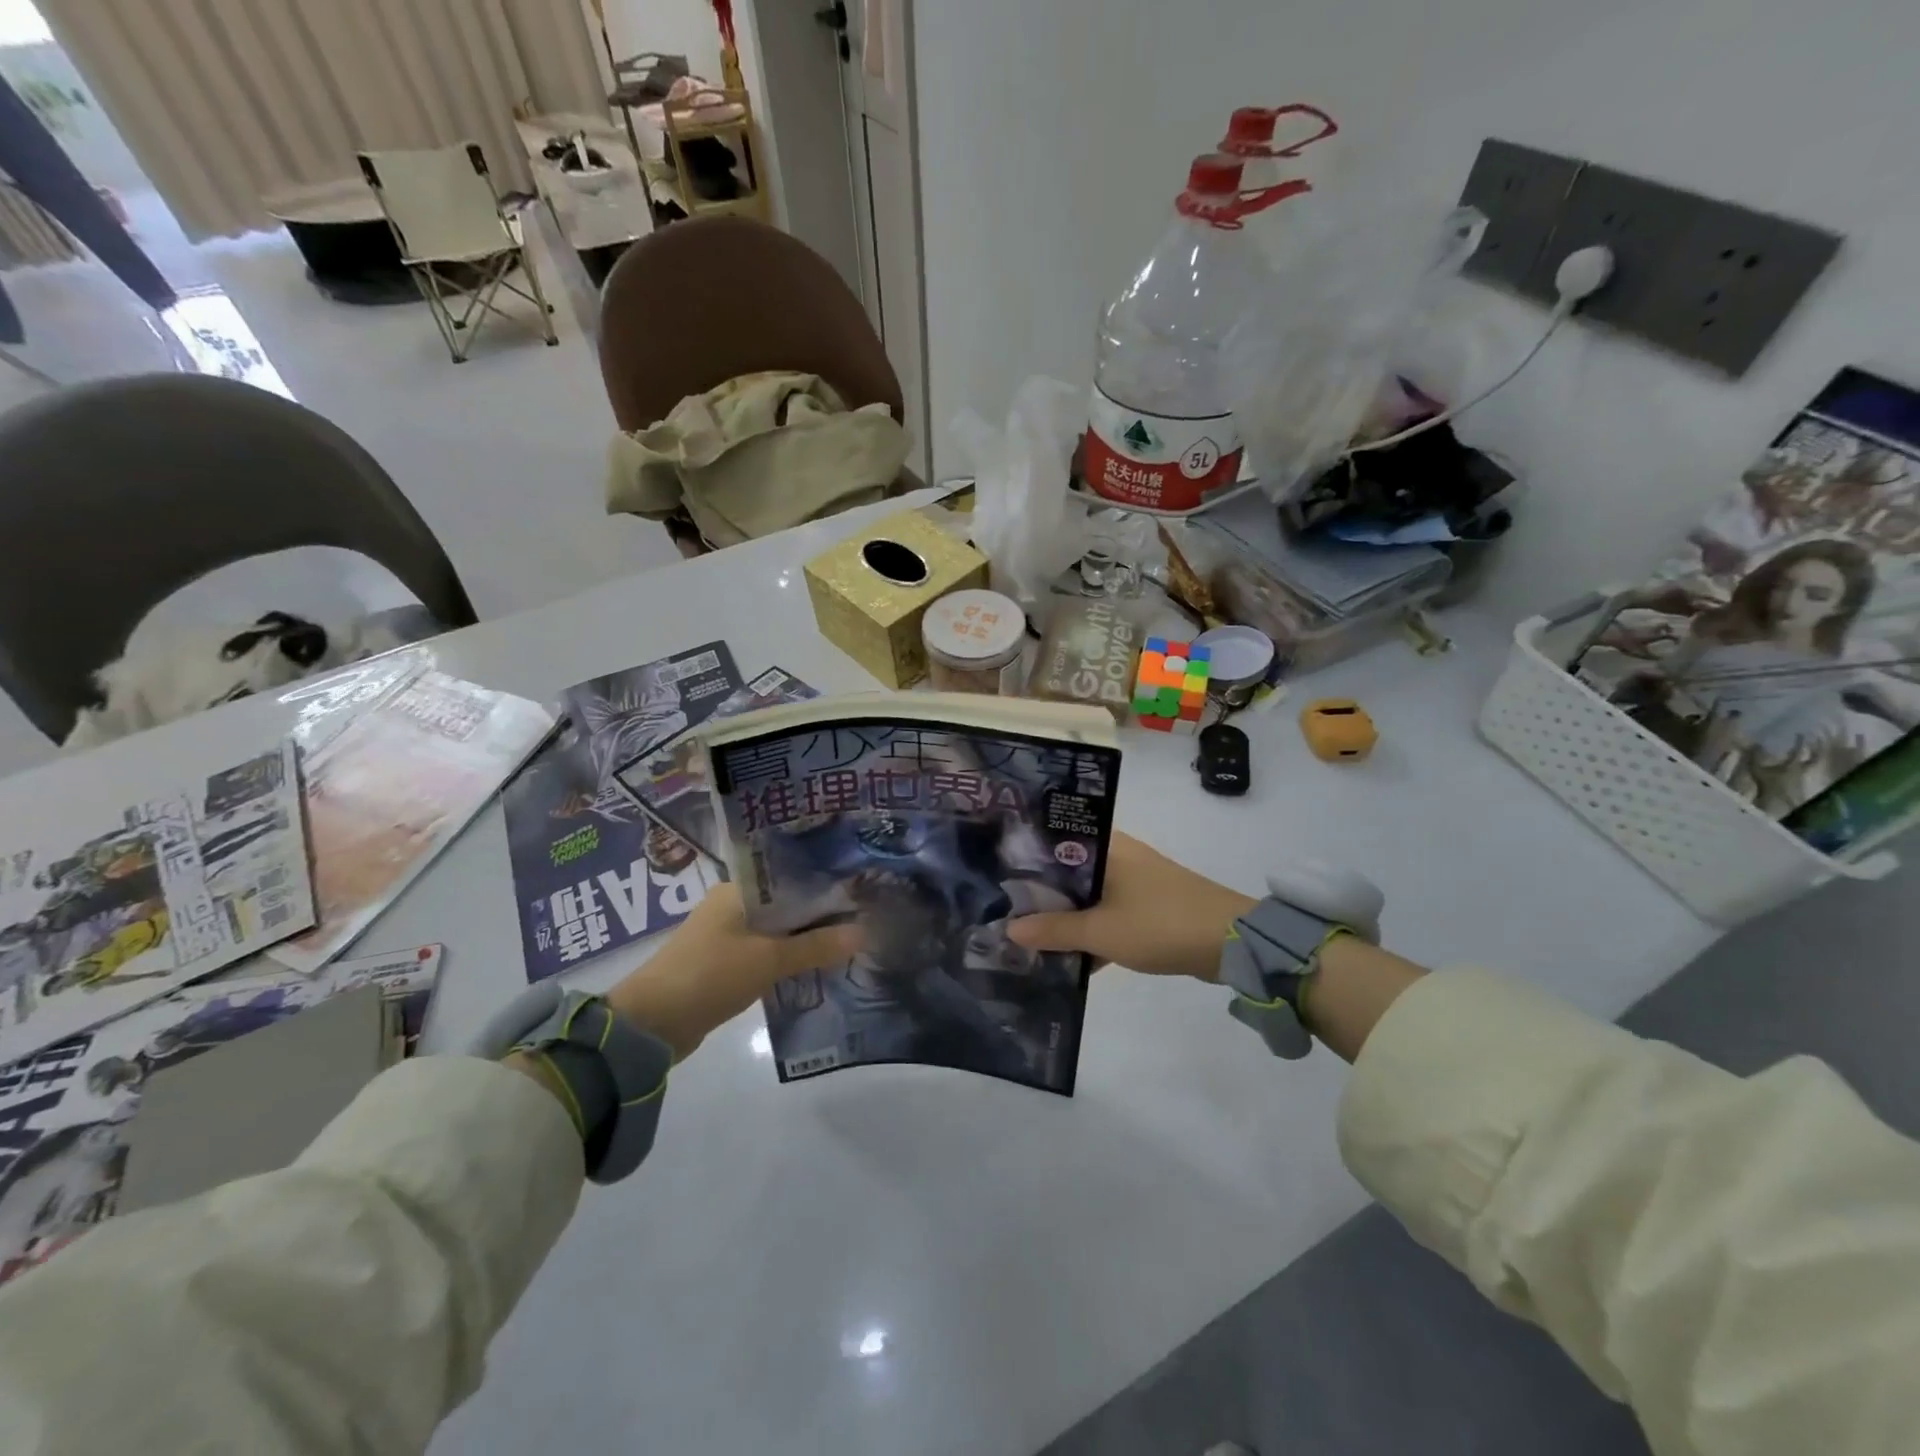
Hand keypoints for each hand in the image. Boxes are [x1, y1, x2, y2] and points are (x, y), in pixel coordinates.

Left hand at [605, 885, 861, 1059]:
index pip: (791, 876)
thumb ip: (816, 947)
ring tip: (848, 942)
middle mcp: (732, 904)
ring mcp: (726, 935)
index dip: (825, 884)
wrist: (650, 1025)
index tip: (861, 891)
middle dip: (820, 915)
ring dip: (805, 939)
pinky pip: (766, 953)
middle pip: (786, 904)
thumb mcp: (768, 960)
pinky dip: (788, 958)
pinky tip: (816, 966)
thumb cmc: (709, 976)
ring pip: (778, 930)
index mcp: (737, 889)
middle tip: (864, 918)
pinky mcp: (724, 963)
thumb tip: (863, 932)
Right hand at [1006, 832, 1255, 981]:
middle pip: (1068, 869)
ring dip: (1065, 914)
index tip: (995, 871)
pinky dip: (1090, 928)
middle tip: (1002, 907)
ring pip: (1087, 893)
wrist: (1231, 942)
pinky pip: (1106, 911)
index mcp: (1107, 846)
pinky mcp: (1147, 904)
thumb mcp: (1101, 931)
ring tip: (1026, 933)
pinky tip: (1067, 955)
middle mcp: (1119, 855)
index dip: (1024, 853)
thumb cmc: (1160, 923)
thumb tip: (1010, 930)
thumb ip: (1055, 931)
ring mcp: (1135, 880)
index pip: (1055, 837)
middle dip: (1039, 891)